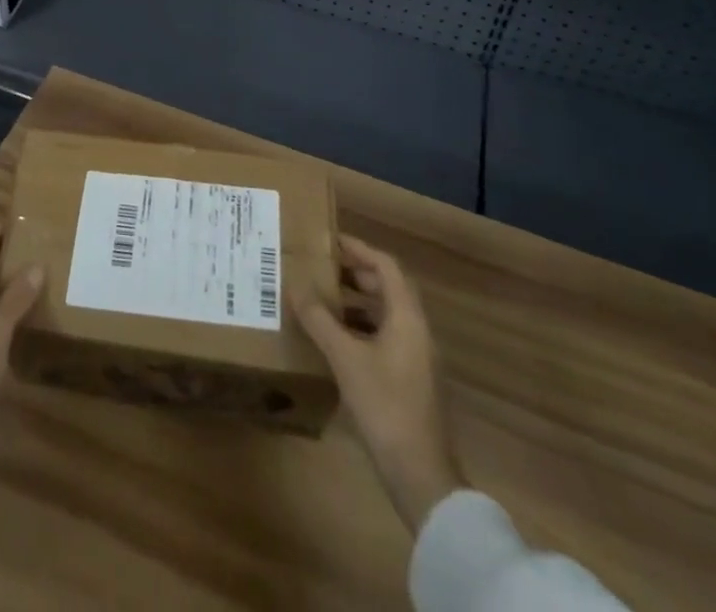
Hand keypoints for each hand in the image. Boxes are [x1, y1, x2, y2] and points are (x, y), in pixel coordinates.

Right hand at [292, 233, 458, 530]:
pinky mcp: (410, 380)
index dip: (359, 249)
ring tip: (321, 297)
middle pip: (387, 288)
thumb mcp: (346, 359)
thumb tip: (293, 284)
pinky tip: (334, 339)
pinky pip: (384, 337)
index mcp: (408, 318)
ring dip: (356, 301)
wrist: (421, 477)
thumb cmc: (386, 407)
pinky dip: (360, 328)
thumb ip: (319, 319)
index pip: (386, 266)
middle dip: (355, 273)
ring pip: (385, 314)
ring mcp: (416, 358)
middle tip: (320, 266)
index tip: (329, 239)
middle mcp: (417, 331)